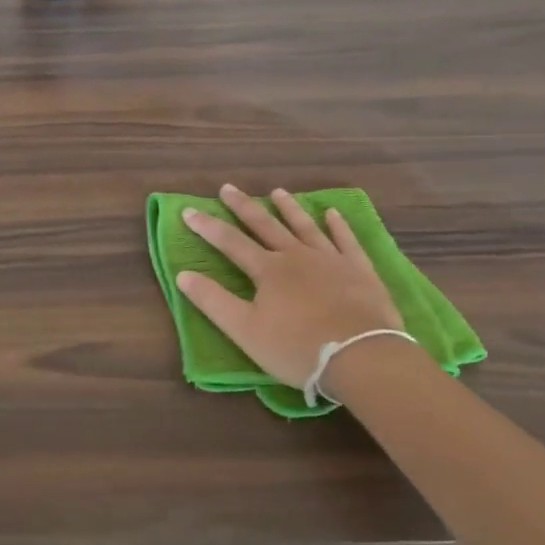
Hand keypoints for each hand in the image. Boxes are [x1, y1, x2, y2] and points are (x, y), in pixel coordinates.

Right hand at [177, 185, 403, 390]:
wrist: (361, 357)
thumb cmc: (297, 348)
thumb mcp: (245, 331)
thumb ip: (213, 301)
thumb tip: (182, 275)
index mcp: (268, 270)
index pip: (230, 242)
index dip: (207, 226)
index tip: (188, 211)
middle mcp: (296, 256)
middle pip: (265, 225)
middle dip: (243, 206)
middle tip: (228, 187)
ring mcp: (331, 260)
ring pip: (305, 226)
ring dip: (289, 208)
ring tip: (277, 192)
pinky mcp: (359, 270)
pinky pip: (346, 240)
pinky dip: (338, 225)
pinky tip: (332, 213)